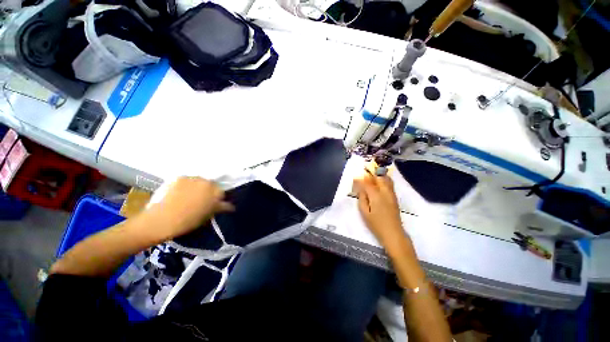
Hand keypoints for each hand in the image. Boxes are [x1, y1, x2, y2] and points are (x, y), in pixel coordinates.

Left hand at [144, 177, 233, 240]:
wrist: (163, 220)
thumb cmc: (189, 221)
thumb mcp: (208, 215)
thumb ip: (221, 208)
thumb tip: (231, 206)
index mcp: (216, 192)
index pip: (222, 193)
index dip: (217, 200)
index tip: (212, 205)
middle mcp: (207, 182)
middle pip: (212, 185)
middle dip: (209, 191)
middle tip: (201, 201)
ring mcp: (193, 178)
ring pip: (200, 181)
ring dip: (198, 187)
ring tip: (189, 196)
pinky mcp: (180, 177)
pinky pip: (188, 180)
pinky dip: (187, 185)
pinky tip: (180, 193)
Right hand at [354, 171, 405, 247]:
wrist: (393, 233)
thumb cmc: (376, 224)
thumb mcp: (364, 212)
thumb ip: (362, 198)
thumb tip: (361, 189)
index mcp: (376, 195)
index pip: (367, 183)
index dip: (360, 179)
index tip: (355, 178)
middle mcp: (385, 192)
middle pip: (379, 177)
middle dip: (370, 175)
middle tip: (364, 177)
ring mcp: (391, 194)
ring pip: (386, 179)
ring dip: (378, 176)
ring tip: (371, 178)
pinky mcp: (395, 197)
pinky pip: (390, 184)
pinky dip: (383, 181)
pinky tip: (378, 184)